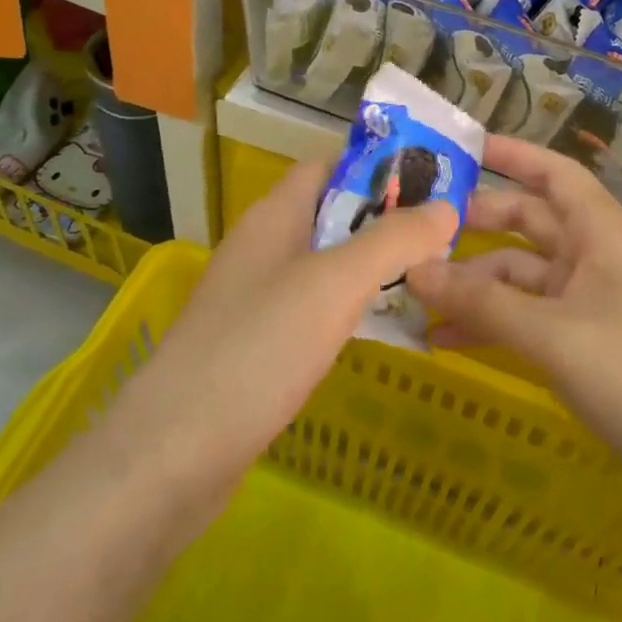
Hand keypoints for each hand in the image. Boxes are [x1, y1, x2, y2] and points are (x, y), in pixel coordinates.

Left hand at [103, 161, 456, 508]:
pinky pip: (314, 312)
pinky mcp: (259, 348)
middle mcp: (262, 249)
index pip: (327, 168)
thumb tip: (446, 207)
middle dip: (384, 220)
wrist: (175, 453)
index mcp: (273, 218)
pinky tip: (382, 329)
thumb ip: (392, 241)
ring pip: (325, 267)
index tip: (432, 182)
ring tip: (430, 276)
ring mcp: (257, 300)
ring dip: (371, 267)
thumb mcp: (334, 284)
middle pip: (331, 217)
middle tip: (446, 235)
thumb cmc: (259, 349)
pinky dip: (350, 310)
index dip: (376, 168)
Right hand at [405, 136, 621, 517]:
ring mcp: (589, 303)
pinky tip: (444, 339)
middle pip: (529, 223)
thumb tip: (413, 271)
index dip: (512, 155)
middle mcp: (595, 259)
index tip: (461, 148)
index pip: (555, 175)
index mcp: (602, 236)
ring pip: (520, 276)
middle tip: (417, 226)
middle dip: (477, 223)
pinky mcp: (582, 344)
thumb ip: (481, 303)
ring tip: (414, 294)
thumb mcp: (552, 336)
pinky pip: (525, 318)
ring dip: (473, 284)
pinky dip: (489, 323)